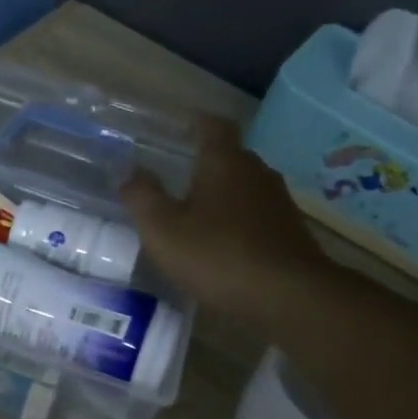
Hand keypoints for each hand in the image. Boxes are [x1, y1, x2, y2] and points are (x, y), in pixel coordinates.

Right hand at [120, 115, 327, 330]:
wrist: (289, 296)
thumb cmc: (218, 255)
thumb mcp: (164, 229)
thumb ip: (142, 197)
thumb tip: (128, 171)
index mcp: (224, 162)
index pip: (213, 126)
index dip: (197, 122)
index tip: (181, 124)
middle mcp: (257, 172)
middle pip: (230, 156)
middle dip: (205, 162)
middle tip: (178, 174)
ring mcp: (278, 203)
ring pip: (244, 188)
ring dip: (222, 195)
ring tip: (196, 212)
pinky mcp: (289, 233)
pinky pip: (257, 215)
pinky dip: (237, 221)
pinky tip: (222, 244)